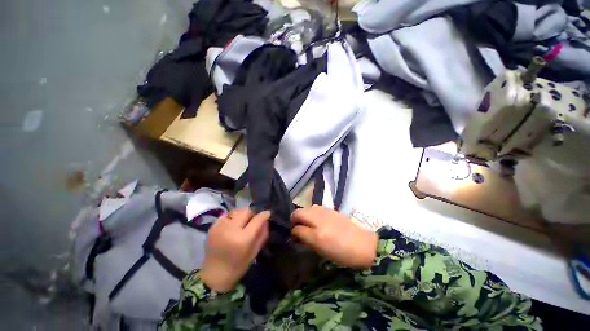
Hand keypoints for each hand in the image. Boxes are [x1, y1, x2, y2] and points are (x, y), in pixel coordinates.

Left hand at [200, 208, 269, 292]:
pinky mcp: (212, 227)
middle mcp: (230, 230)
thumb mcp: (255, 252)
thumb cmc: (238, 266)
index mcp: (243, 239)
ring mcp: (220, 227)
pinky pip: (226, 215)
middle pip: (246, 211)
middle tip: (252, 220)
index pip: (257, 219)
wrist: (214, 275)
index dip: (264, 215)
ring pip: (236, 211)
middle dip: (252, 214)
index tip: (267, 214)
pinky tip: (232, 226)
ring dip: (241, 215)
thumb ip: (262, 234)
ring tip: (241, 223)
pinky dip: (232, 218)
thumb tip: (266, 220)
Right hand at [291, 206, 376, 268]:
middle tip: (297, 227)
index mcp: (317, 234)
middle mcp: (319, 219)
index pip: (297, 228)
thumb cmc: (342, 254)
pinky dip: (311, 213)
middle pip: (298, 212)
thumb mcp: (322, 252)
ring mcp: (325, 211)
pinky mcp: (330, 209)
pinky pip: (315, 208)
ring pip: (306, 208)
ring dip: (303, 215)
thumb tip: (297, 235)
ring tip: (307, 223)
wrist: (363, 244)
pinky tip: (317, 220)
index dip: (293, 233)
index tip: (294, 237)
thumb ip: (307, 241)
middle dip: (294, 219)